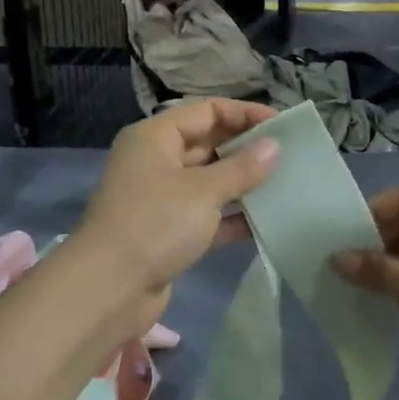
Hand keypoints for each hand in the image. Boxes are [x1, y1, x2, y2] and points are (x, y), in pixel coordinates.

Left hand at [77, 98, 279, 333]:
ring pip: (209, 182)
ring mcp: (161, 200)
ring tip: (285, 185)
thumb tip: (274, 147)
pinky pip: (207, 216)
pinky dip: (232, 217)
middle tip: (289, 156)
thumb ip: (241, 168)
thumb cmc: (156, 223)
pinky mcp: (168, 233)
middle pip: (207, 144)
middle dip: (246, 149)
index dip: (243, 113)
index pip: (205, 111)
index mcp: (154, 138)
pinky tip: (267, 221)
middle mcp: (155, 162)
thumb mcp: (203, 190)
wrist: (110, 288)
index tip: (281, 125)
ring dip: (243, 184)